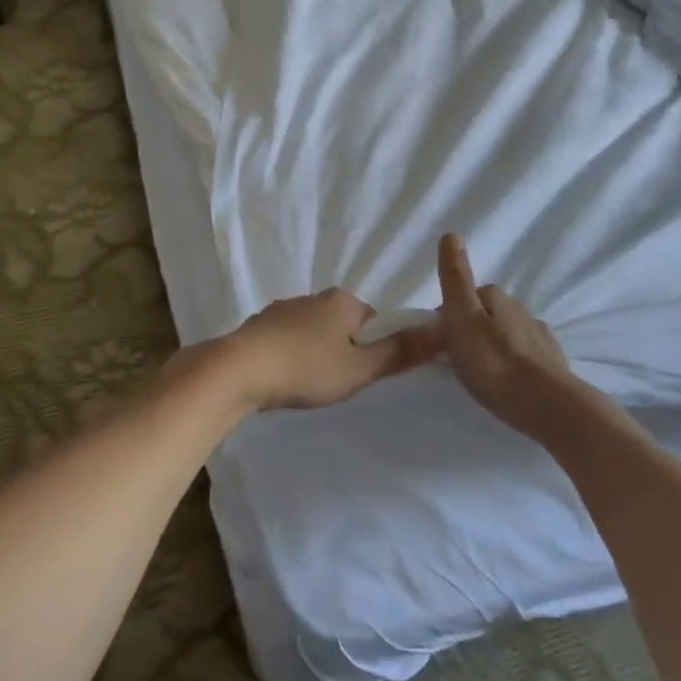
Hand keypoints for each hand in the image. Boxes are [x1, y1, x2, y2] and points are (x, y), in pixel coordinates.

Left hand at [215, 288, 439, 410]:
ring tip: (309, 383)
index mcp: (343, 301)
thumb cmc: (307, 368)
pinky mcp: (258, 325)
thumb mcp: (360, 368)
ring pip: (312, 330)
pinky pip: (286, 338)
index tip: (366, 374)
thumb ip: (400, 352)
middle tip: (338, 382)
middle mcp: (313, 297)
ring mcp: (282, 308)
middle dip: (344, 349)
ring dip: (315, 351)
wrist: (238, 370)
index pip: (374, 319)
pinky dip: (290, 353)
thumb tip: (442, 329)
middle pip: (342, 323)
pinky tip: (284, 376)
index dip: (376, 346)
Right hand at [435, 233, 580, 438]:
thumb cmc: (494, 362)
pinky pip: (525, 356)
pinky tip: (509, 381)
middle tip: (457, 358)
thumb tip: (451, 234)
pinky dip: (514, 363)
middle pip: (488, 314)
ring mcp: (541, 338)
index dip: (449, 315)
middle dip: (472, 329)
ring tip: (482, 373)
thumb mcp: (462, 318)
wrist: (546, 405)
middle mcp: (522, 310)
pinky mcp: (553, 365)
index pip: (466, 296)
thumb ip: (455, 278)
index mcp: (497, 298)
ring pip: (508, 334)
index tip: (439, 340)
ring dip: (494, 346)